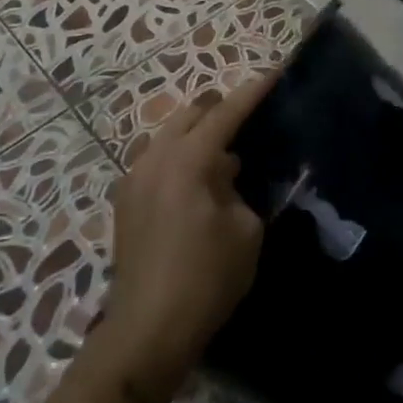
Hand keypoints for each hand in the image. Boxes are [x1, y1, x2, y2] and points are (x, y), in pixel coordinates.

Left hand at [102, 78, 268, 400]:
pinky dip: (181, 158)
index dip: (253, 92)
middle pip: (191, 114)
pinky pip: (157, 160)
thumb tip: (227, 174)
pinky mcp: (125, 201)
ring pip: (170, 136)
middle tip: (252, 118)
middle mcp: (154, 157)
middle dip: (221, 109)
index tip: (276, 73)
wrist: (147, 330)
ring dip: (199, 136)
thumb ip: (239, 189)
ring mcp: (134, 178)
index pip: (226, 112)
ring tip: (227, 156)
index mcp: (187, 160)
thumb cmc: (206, 278)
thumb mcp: (245, 230)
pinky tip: (200, 183)